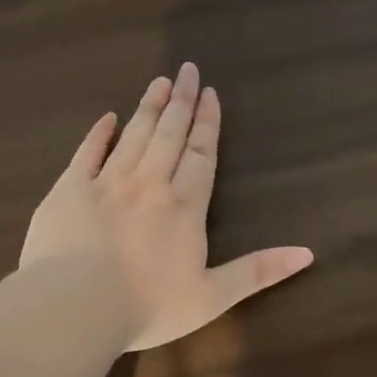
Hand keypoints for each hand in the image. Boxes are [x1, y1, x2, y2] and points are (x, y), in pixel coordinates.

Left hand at [20, 63, 314, 351]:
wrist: (74, 307)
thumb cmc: (148, 306)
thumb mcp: (213, 296)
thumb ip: (258, 272)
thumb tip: (307, 253)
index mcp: (184, 206)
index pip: (202, 154)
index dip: (208, 123)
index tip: (210, 94)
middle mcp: (149, 183)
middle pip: (170, 134)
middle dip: (181, 101)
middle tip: (188, 70)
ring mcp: (106, 183)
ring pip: (133, 135)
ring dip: (148, 107)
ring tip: (159, 82)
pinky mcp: (68, 190)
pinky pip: (86, 153)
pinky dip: (98, 133)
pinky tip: (107, 118)